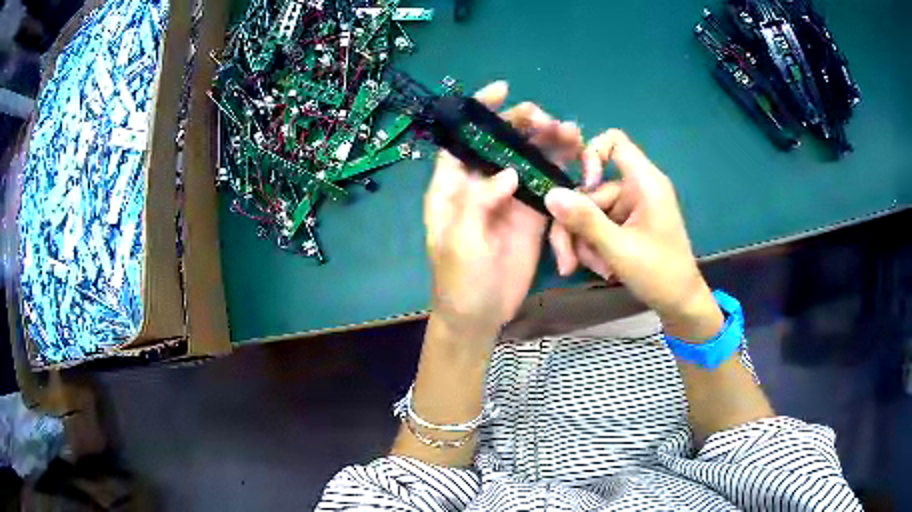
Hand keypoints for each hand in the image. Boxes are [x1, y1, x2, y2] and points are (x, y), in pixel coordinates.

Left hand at [424, 81, 582, 341]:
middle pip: (501, 143)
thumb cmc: (458, 280)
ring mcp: (509, 198)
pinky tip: (576, 157)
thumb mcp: (458, 241)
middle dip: (522, 124)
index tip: (502, 90)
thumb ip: (477, 202)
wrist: (480, 315)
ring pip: (527, 159)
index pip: (463, 139)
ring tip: (569, 130)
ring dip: (547, 142)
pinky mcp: (531, 214)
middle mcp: (480, 184)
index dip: (480, 112)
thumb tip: (508, 172)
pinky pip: (547, 184)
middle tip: (546, 117)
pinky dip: (561, 169)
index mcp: (452, 186)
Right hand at [545, 129, 722, 341]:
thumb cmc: (659, 274)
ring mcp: (632, 207)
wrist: (681, 303)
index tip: (583, 187)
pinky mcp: (629, 223)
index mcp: (645, 182)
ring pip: (591, 211)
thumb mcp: (618, 249)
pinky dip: (595, 246)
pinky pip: (600, 225)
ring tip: (594, 269)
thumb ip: (584, 220)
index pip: (614, 142)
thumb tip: (549, 194)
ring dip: (585, 242)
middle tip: (567, 261)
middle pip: (591, 190)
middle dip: (576, 225)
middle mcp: (637, 188)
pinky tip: (602, 268)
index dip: (591, 156)